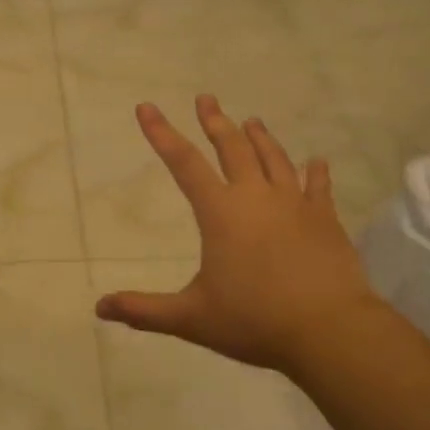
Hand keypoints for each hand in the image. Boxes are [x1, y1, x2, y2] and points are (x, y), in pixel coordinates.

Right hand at [95, 95, 380, 377]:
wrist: (329, 329)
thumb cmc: (254, 321)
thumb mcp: (191, 319)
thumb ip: (144, 310)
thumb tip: (100, 307)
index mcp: (221, 213)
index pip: (184, 163)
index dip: (161, 134)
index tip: (146, 107)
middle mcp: (256, 197)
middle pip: (232, 149)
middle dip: (215, 122)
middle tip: (206, 99)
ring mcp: (295, 205)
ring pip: (274, 159)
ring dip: (260, 137)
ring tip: (252, 120)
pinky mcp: (326, 220)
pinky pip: (318, 187)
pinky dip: (315, 172)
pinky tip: (316, 162)